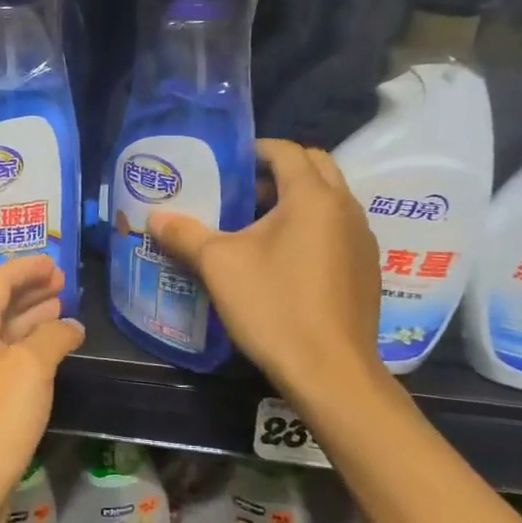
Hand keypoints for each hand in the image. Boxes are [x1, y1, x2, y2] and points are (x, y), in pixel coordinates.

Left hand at [0, 257, 84, 522]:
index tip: (55, 262)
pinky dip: (32, 349)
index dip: (26, 268)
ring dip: (33, 319)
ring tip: (60, 309)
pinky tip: (52, 353)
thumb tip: (70, 325)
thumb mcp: (30, 368)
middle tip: (62, 283)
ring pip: (6, 335)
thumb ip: (52, 337)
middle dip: (30, 291)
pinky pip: (10, 361)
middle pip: (0, 307)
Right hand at [148, 140, 385, 401]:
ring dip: (297, 199)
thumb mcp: (219, 266)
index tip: (226, 163)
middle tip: (243, 189)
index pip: (286, 151)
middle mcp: (345, 208)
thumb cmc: (274, 307)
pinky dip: (313, 226)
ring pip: (329, 199)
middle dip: (279, 170)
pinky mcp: (367, 269)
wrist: (331, 373)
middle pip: (315, 167)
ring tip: (257, 224)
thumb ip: (185, 235)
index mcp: (313, 197)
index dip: (254, 150)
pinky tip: (284, 259)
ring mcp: (362, 240)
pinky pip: (338, 229)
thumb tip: (154, 218)